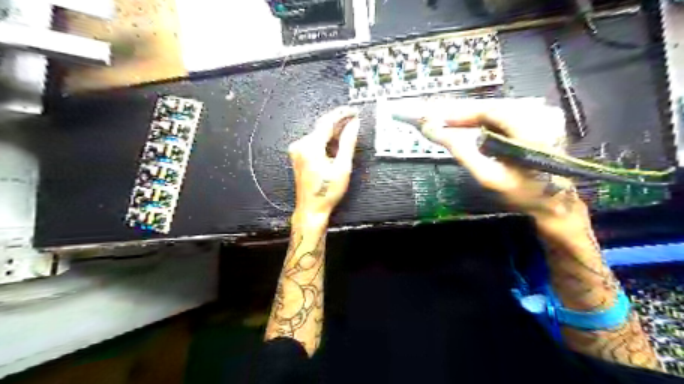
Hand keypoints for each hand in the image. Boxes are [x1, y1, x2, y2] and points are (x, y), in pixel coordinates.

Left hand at [288, 106, 362, 220]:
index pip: (327, 122)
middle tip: (355, 122)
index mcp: (310, 147)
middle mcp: (300, 145)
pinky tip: (336, 145)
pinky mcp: (299, 156)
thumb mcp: (343, 167)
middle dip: (339, 123)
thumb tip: (354, 124)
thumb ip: (348, 143)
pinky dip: (326, 141)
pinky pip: (314, 142)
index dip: (342, 114)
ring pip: (319, 134)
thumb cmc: (327, 192)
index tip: (354, 111)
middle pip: (322, 127)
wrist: (311, 208)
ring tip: (348, 133)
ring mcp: (297, 150)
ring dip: (333, 133)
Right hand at [405, 97, 580, 220]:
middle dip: (464, 114)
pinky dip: (485, 121)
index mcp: (531, 129)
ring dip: (472, 117)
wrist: (553, 203)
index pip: (489, 111)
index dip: (461, 113)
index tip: (437, 119)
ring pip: (497, 110)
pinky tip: (470, 128)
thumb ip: (462, 151)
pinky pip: (505, 116)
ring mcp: (543, 117)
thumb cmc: (521, 194)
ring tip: (450, 125)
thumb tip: (434, 131)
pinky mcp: (541, 121)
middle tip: (440, 121)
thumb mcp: (488, 176)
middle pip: (492, 107)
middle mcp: (540, 115)